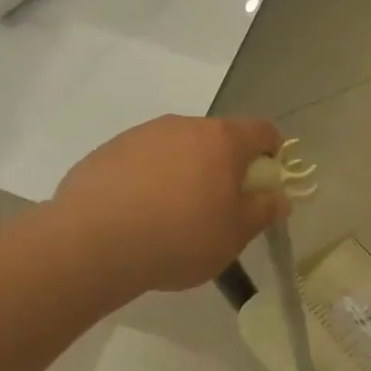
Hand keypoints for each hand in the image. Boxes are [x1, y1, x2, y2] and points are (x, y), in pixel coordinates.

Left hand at [53, 115, 286, 294]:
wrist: (91, 244)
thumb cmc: (180, 237)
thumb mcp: (235, 235)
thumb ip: (264, 210)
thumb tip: (279, 196)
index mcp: (222, 140)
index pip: (263, 131)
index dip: (272, 154)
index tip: (263, 185)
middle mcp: (183, 125)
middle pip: (218, 138)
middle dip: (225, 167)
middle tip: (218, 208)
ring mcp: (141, 135)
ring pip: (178, 148)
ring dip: (185, 172)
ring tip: (172, 216)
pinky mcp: (107, 151)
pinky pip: (142, 161)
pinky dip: (149, 180)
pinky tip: (137, 215)